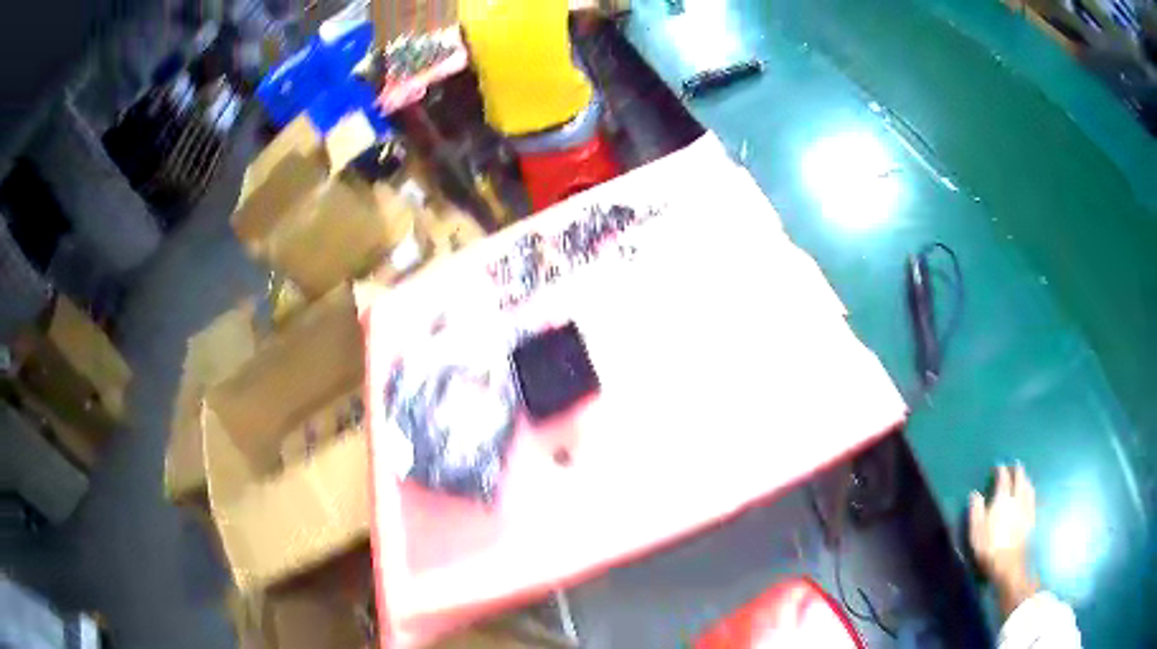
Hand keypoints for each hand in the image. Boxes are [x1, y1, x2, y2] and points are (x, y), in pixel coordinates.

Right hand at [969, 464, 1038, 617]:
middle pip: (1019, 477)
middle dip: (1016, 470)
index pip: (1003, 478)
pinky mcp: (1031, 517)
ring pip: (1028, 485)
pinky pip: (1033, 497)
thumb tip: (975, 494)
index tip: (998, 466)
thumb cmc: (989, 548)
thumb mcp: (976, 531)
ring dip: (1025, 478)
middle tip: (1013, 465)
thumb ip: (976, 510)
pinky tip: (1030, 492)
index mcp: (1002, 498)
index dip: (1001, 470)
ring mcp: (1026, 507)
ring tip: (1022, 476)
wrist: (1009, 564)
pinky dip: (1030, 490)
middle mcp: (1016, 497)